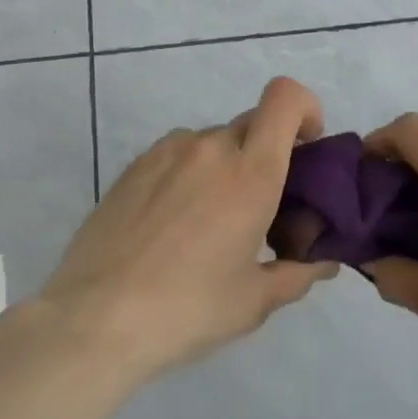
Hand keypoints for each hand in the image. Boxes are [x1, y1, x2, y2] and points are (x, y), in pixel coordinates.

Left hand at [42, 77, 339, 382]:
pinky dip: (190, 174)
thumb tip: (323, 263)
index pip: (286, 98)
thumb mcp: (254, 301)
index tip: (305, 150)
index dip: (305, 110)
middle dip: (268, 152)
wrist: (94, 320)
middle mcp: (211, 147)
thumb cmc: (187, 309)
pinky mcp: (134, 165)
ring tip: (209, 221)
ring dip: (226, 165)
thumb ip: (297, 274)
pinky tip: (172, 224)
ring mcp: (167, 151)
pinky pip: (179, 154)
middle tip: (261, 204)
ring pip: (214, 140)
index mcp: (251, 172)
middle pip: (255, 123)